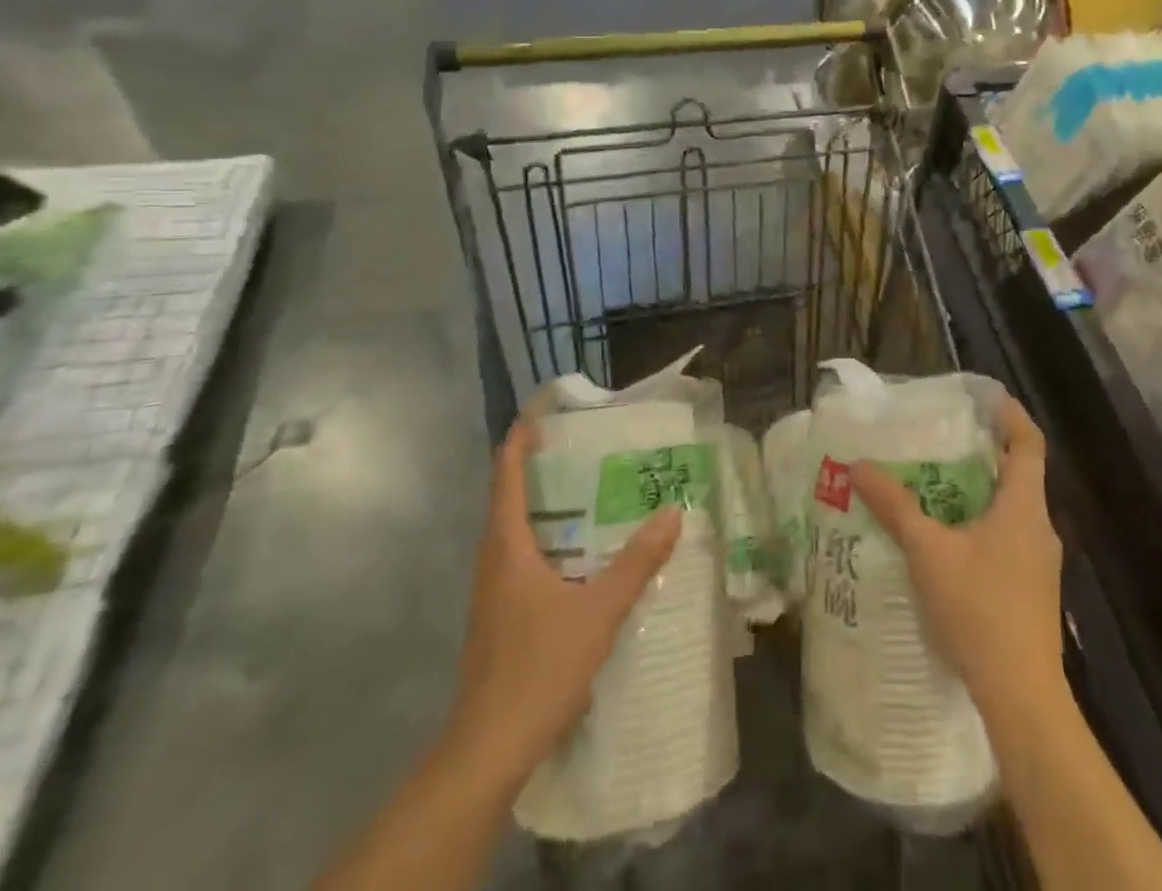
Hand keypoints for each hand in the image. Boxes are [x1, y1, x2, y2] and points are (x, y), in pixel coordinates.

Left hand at [444, 418, 683, 782]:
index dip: (520, 439)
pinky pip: (520, 560)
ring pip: (514, 532)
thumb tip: (672, 512)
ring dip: (544, 507)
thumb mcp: (599, 610)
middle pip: (508, 499)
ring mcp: (491, 593)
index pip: (506, 476)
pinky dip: (546, 541)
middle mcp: (493, 562)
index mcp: (507, 547)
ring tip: (589, 493)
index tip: (543, 411)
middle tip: (584, 447)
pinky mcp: (499, 619)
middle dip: (540, 468)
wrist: (489, 749)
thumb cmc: (539, 667)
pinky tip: (579, 556)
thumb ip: (637, 561)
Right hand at [853, 397, 1064, 723]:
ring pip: (1012, 508)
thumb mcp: (928, 552)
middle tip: (942, 438)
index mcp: (1024, 507)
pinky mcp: (1031, 589)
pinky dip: (981, 523)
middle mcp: (1039, 527)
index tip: (985, 397)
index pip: (1028, 444)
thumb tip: (858, 465)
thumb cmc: (979, 610)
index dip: (1010, 415)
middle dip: (983, 452)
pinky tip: (948, 540)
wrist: (1021, 696)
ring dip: (980, 491)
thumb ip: (895, 506)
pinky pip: (1008, 537)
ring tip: (937, 484)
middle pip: (1018, 473)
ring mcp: (1040, 562)